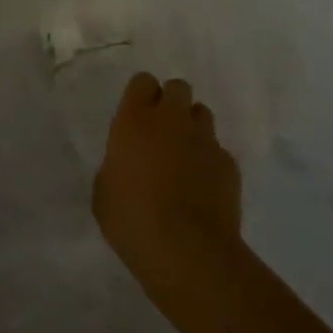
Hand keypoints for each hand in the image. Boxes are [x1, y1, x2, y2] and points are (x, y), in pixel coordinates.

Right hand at [94, 72, 242, 303]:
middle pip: (178, 88)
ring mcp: (205, 140)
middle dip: (171, 103)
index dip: (141, 95)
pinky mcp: (229, 164)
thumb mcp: (104, 193)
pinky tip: (203, 189)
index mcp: (135, 120)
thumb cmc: (132, 220)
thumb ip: (116, 167)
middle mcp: (172, 120)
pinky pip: (218, 150)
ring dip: (192, 128)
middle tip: (162, 132)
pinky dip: (210, 162)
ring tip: (184, 158)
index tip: (137, 116)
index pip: (143, 81)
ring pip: (201, 114)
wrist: (188, 251)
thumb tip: (127, 166)